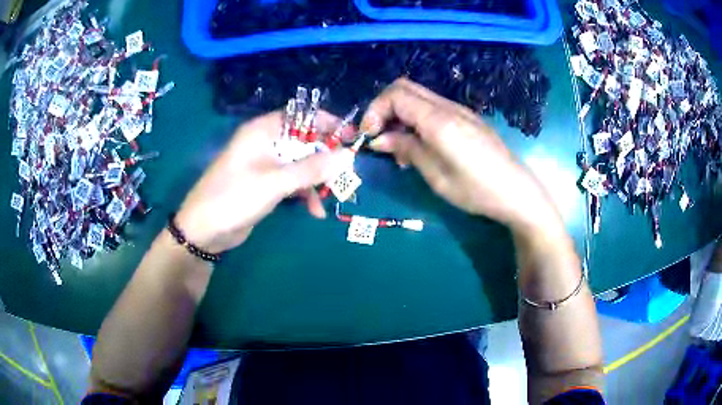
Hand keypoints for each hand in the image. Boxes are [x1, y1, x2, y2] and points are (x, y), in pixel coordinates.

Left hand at [176, 112, 353, 253]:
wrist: (204, 231)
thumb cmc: (234, 197)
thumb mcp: (275, 182)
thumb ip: (312, 169)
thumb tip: (348, 157)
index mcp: (263, 131)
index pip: (302, 116)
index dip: (327, 123)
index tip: (351, 138)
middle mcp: (266, 142)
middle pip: (305, 141)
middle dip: (326, 158)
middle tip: (346, 173)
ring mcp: (266, 164)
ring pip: (301, 164)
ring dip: (317, 180)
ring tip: (333, 197)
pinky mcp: (266, 184)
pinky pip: (292, 182)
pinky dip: (305, 194)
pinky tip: (315, 211)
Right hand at [362, 78, 555, 230]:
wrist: (516, 192)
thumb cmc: (476, 190)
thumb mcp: (436, 176)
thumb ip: (407, 150)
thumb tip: (379, 139)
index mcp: (439, 120)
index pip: (396, 94)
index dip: (374, 110)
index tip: (368, 136)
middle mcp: (448, 107)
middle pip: (405, 87)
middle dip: (383, 107)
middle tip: (377, 136)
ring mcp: (460, 110)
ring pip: (418, 96)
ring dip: (399, 113)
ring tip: (397, 145)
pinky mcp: (466, 119)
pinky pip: (433, 108)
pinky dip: (416, 118)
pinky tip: (419, 144)